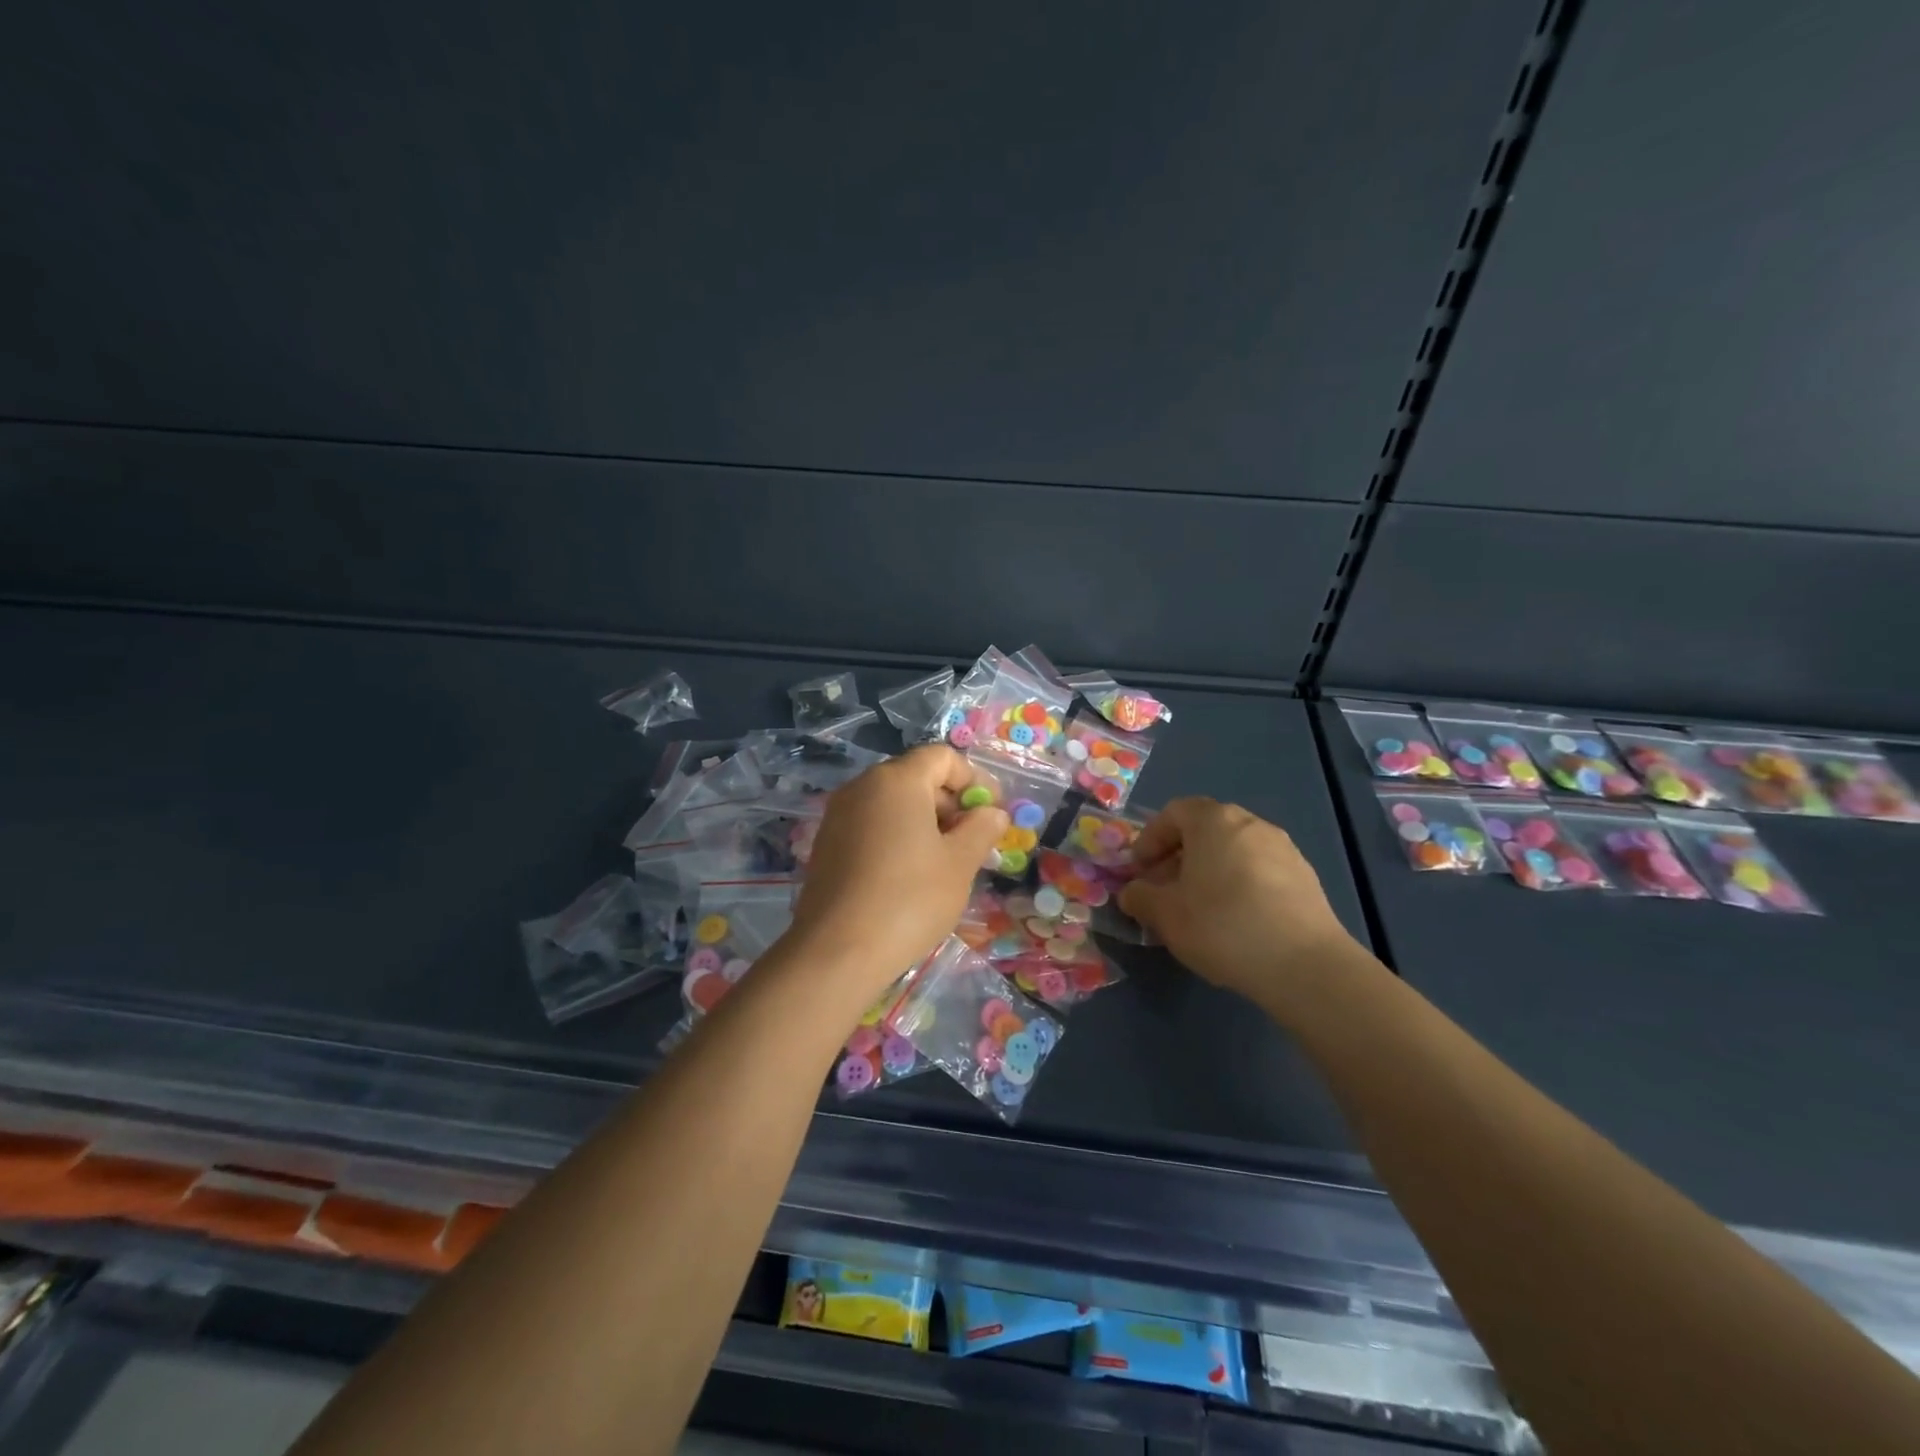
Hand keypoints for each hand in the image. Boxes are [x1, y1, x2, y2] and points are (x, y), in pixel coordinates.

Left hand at [786, 745, 1008, 1001]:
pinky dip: (896, 836)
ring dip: (924, 821)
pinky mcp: (826, 843)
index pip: (942, 757)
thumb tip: (994, 813)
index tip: (992, 812)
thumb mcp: (960, 863)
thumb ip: (982, 829)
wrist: (837, 951)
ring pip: (892, 803)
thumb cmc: (909, 899)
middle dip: (950, 802)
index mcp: (897, 780)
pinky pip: (871, 825)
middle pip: (916, 777)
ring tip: (945, 862)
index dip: (974, 779)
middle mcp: (862, 786)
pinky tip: (909, 875)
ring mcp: (838, 814)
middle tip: (972, 841)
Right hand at [1119, 798, 1363, 1016]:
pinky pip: (1259, 870)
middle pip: (1205, 829)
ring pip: (1233, 850)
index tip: (1139, 871)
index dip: (1150, 839)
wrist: (1305, 965)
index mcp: (1213, 821)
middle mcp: (1250, 823)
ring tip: (1199, 908)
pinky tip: (1235, 921)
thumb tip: (1132, 892)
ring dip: (1209, 870)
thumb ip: (1140, 897)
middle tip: (1164, 889)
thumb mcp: (1165, 915)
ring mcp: (1283, 848)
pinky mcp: (1305, 877)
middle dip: (1178, 856)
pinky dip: (1239, 884)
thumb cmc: (1223, 926)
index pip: (1173, 812)